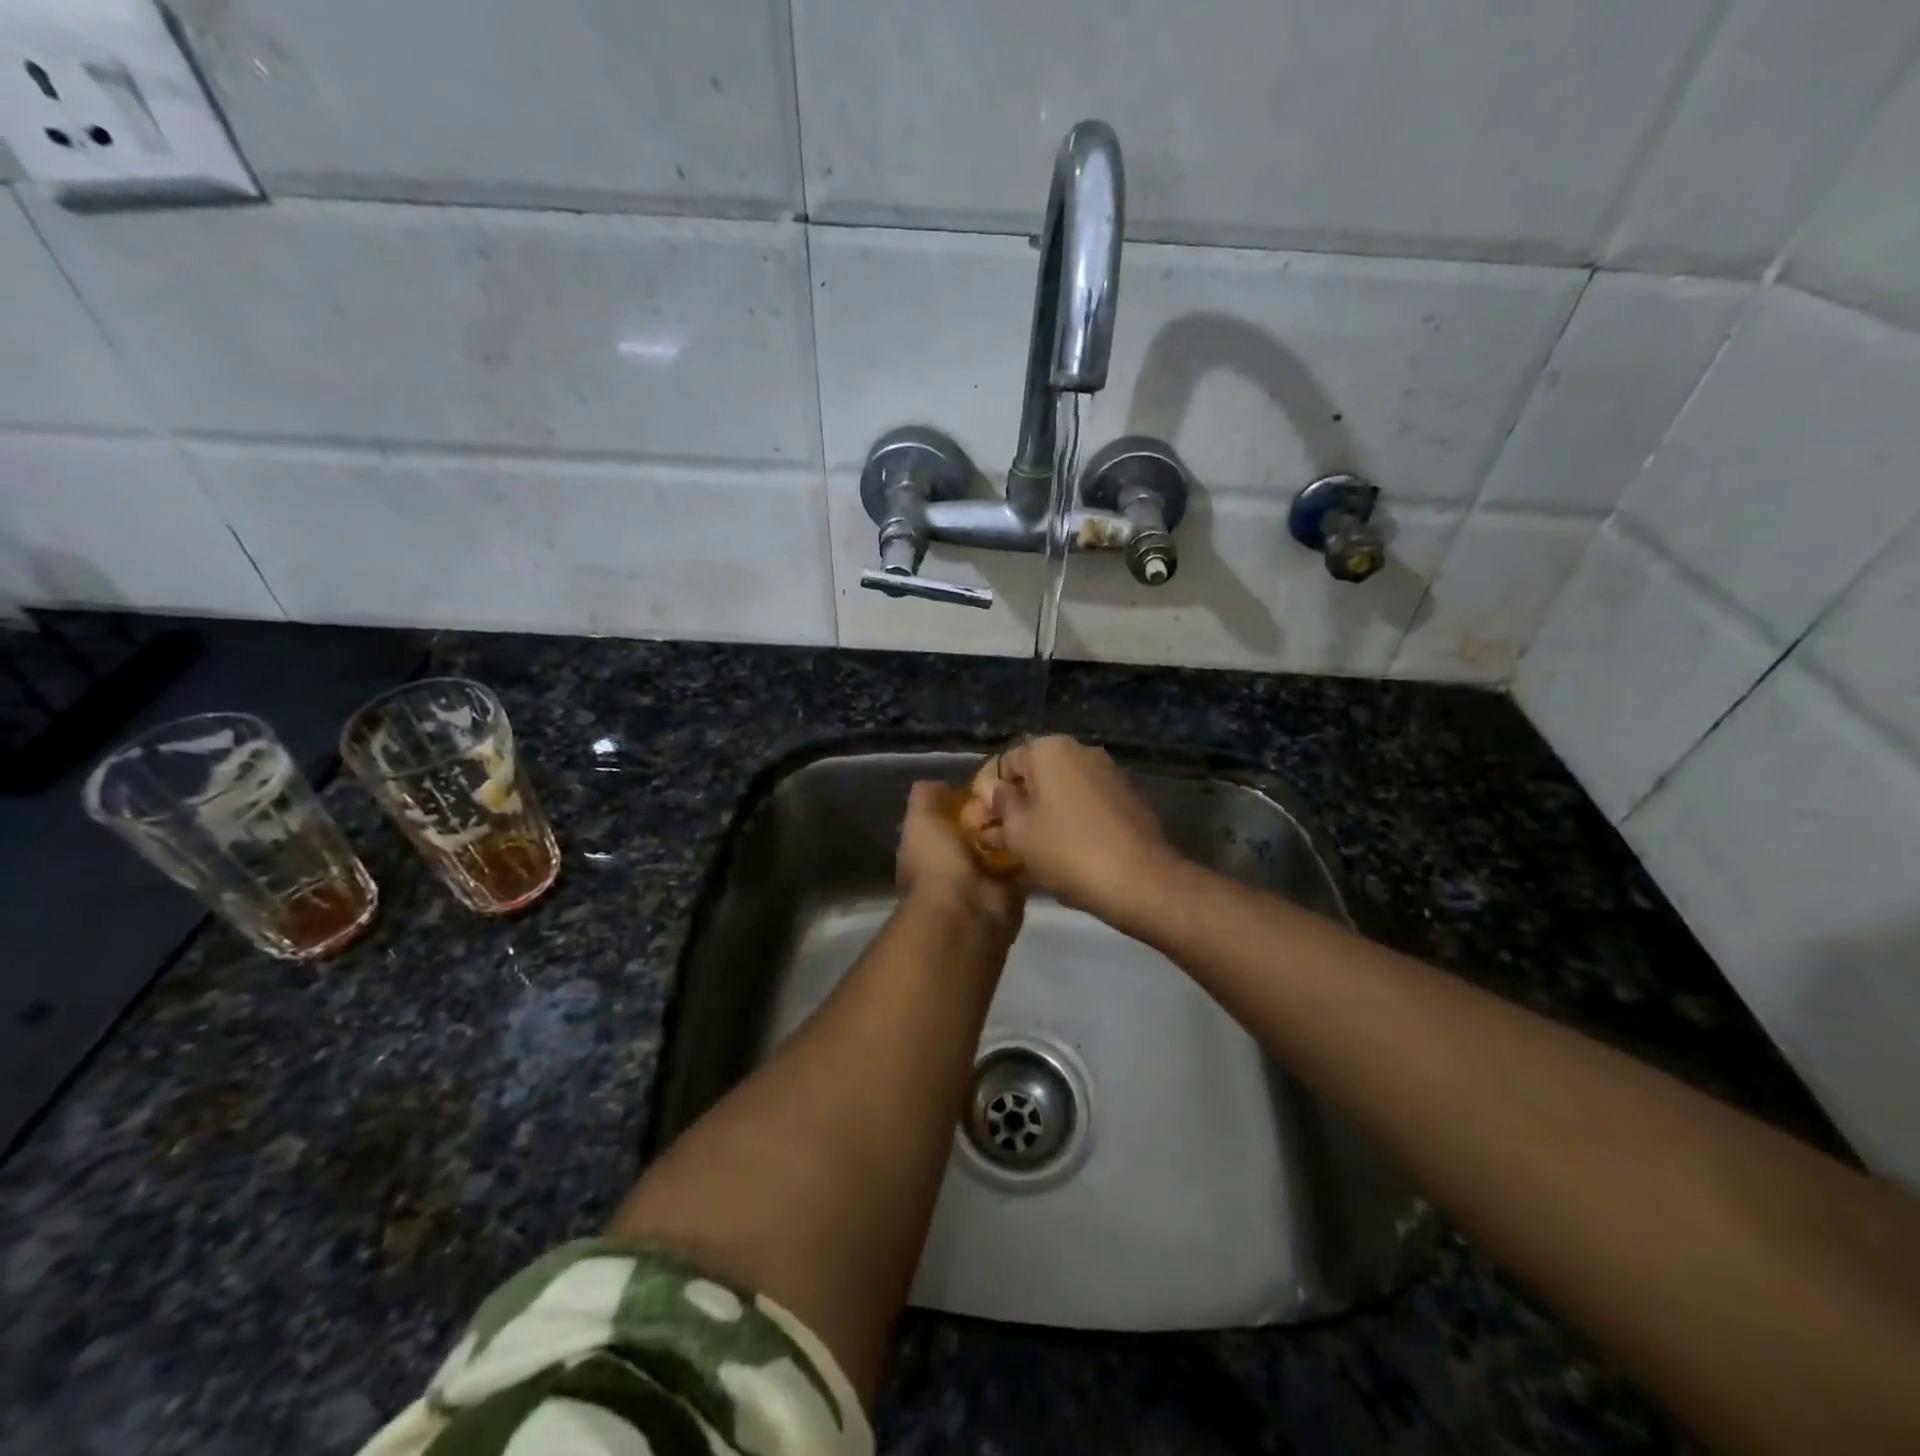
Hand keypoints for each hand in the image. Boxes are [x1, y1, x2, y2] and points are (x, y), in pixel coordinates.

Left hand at [896, 781, 1024, 943]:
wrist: (967, 913)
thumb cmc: (937, 863)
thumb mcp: (921, 820)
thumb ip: (926, 797)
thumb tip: (943, 785)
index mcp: (930, 847)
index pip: (949, 816)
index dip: (966, 798)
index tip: (989, 780)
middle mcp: (956, 862)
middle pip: (980, 828)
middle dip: (995, 812)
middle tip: (1018, 789)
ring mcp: (985, 878)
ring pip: (1004, 844)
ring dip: (1016, 829)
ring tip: (1036, 805)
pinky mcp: (1013, 890)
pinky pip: (1025, 863)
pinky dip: (1033, 850)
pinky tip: (1046, 828)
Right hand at [990, 736, 1177, 924]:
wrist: (1141, 880)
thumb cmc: (1067, 850)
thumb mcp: (1019, 832)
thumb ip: (1002, 805)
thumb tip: (994, 790)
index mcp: (1050, 749)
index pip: (1004, 763)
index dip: (985, 793)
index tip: (977, 824)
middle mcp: (1081, 751)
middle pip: (1035, 775)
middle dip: (1014, 803)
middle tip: (997, 838)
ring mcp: (1109, 773)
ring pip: (1061, 790)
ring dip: (1041, 813)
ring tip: (1025, 848)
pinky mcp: (1128, 799)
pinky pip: (1085, 804)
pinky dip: (1068, 820)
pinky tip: (1060, 850)